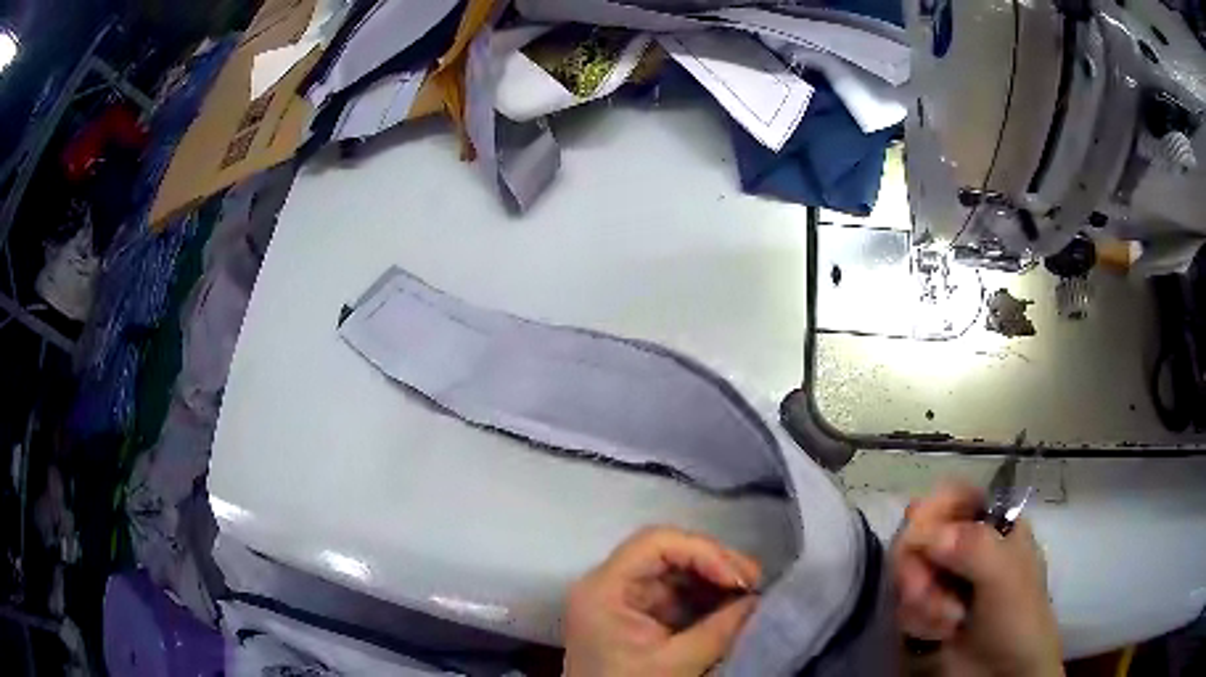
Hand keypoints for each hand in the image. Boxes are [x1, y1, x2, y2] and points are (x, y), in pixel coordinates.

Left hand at [563, 526, 761, 676]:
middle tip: (754, 583)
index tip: (740, 578)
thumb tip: (759, 600)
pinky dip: (706, 597)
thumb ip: (720, 628)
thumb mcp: (676, 663)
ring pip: (675, 570)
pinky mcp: (637, 615)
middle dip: (715, 563)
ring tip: (749, 594)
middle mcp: (609, 584)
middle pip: (667, 552)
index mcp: (604, 589)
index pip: (655, 542)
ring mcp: (623, 599)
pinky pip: (675, 594)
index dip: (703, 551)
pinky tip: (731, 605)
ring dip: (715, 579)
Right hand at [892, 483, 1062, 676]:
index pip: (951, 496)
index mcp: (991, 525)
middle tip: (921, 593)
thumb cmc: (1018, 616)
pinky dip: (916, 622)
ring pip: (906, 573)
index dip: (931, 511)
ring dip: (920, 602)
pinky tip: (939, 634)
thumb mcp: (1005, 576)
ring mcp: (944, 580)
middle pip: (919, 535)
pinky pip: (902, 606)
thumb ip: (972, 546)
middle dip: (917, 568)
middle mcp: (964, 547)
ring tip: (946, 623)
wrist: (1004, 674)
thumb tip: (923, 532)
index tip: (919, 535)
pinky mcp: (926, 612)